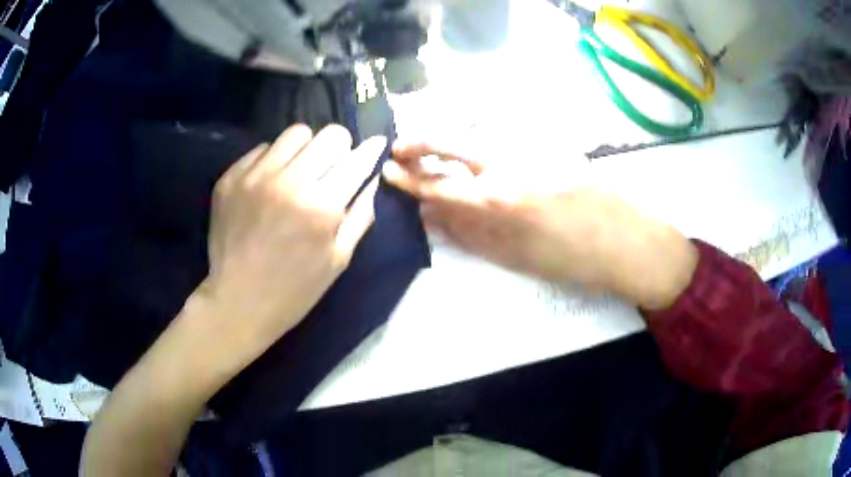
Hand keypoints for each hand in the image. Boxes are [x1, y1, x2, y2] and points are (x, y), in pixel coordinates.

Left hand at [188, 124, 385, 370]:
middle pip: (330, 134)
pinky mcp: (231, 177)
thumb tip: (373, 179)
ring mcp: (256, 176)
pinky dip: (273, 162)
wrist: (238, 302)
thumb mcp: (338, 259)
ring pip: (296, 133)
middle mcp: (289, 181)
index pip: (357, 158)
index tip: (375, 146)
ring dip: (305, 149)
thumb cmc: (294, 289)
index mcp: (322, 206)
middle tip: (332, 168)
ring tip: (298, 172)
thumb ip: (361, 215)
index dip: (371, 151)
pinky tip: (268, 186)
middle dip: (339, 149)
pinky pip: (263, 149)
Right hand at [382, 140, 696, 309]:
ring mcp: (532, 149)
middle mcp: (510, 164)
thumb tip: (432, 217)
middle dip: (420, 143)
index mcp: (499, 199)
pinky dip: (483, 146)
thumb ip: (470, 234)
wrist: (628, 241)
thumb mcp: (516, 257)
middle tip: (401, 149)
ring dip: (450, 143)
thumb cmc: (573, 261)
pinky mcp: (550, 143)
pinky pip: (505, 139)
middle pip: (452, 142)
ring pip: (478, 136)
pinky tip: (481, 157)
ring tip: (434, 153)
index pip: (438, 183)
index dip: (409, 178)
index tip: (389, 171)